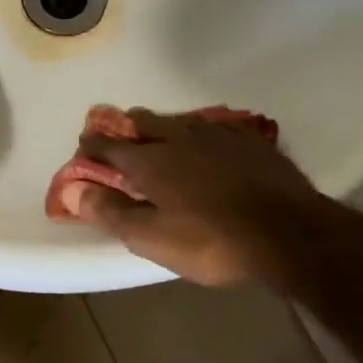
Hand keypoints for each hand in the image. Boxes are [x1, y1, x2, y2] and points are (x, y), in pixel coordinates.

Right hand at [70, 108, 358, 285]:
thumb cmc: (212, 242)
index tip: (82, 148)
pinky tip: (206, 141)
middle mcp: (179, 138)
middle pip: (143, 122)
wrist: (290, 233)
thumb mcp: (153, 238)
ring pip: (178, 120)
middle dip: (124, 128)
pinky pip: (215, 126)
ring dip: (160, 126)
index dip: (91, 146)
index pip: (109, 145)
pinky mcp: (249, 141)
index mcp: (150, 162)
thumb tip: (72, 190)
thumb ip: (110, 212)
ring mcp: (217, 135)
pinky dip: (199, 132)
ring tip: (156, 136)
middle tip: (118, 139)